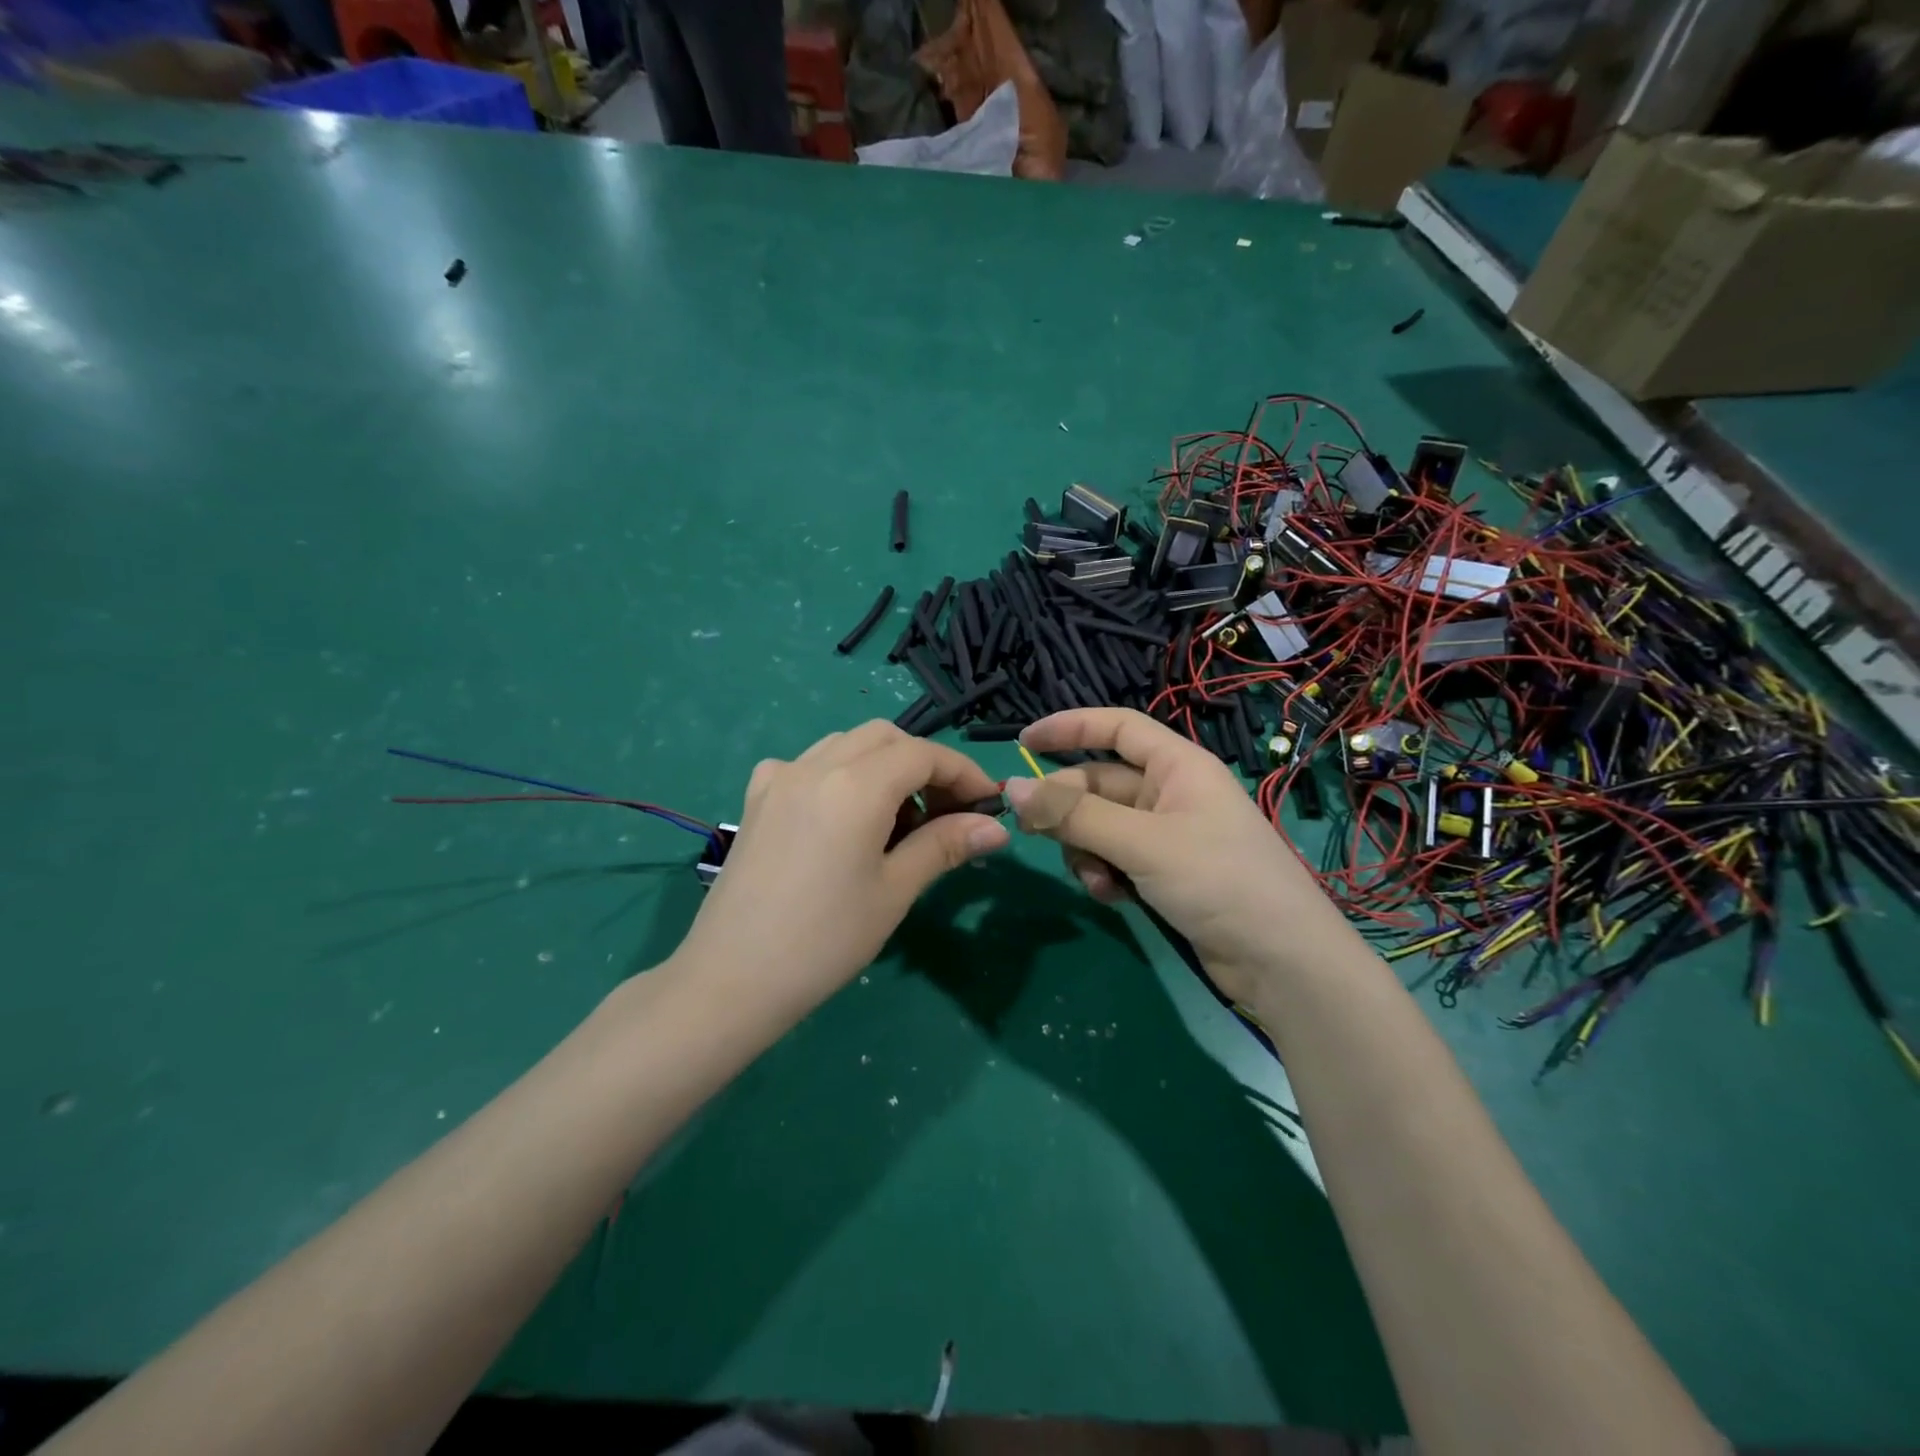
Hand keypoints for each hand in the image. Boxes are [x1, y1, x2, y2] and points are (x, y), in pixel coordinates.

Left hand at [672, 721, 1009, 1022]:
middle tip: (945, 812)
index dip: (963, 773)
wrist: (732, 978)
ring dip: (883, 764)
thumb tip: (996, 827)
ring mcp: (780, 777)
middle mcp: (816, 765)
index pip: (923, 755)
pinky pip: (808, 763)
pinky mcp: (757, 798)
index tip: (988, 804)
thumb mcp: (894, 891)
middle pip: (885, 737)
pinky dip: (839, 773)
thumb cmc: (825, 940)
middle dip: (924, 764)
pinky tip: (840, 815)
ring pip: (845, 744)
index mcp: (855, 785)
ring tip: (897, 819)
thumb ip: (944, 845)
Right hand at [1005, 708, 1350, 1002]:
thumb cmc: (1219, 881)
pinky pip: (1116, 858)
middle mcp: (1171, 793)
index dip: (1071, 727)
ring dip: (1085, 850)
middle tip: (1034, 834)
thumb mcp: (1142, 843)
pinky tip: (1111, 898)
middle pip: (1101, 783)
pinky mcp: (1166, 874)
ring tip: (1095, 881)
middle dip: (1069, 810)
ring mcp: (1169, 836)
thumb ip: (1075, 815)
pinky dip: (1105, 874)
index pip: (1118, 727)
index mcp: (1178, 766)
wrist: (1282, 962)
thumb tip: (1012, 788)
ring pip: (1102, 826)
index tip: (1024, 740)